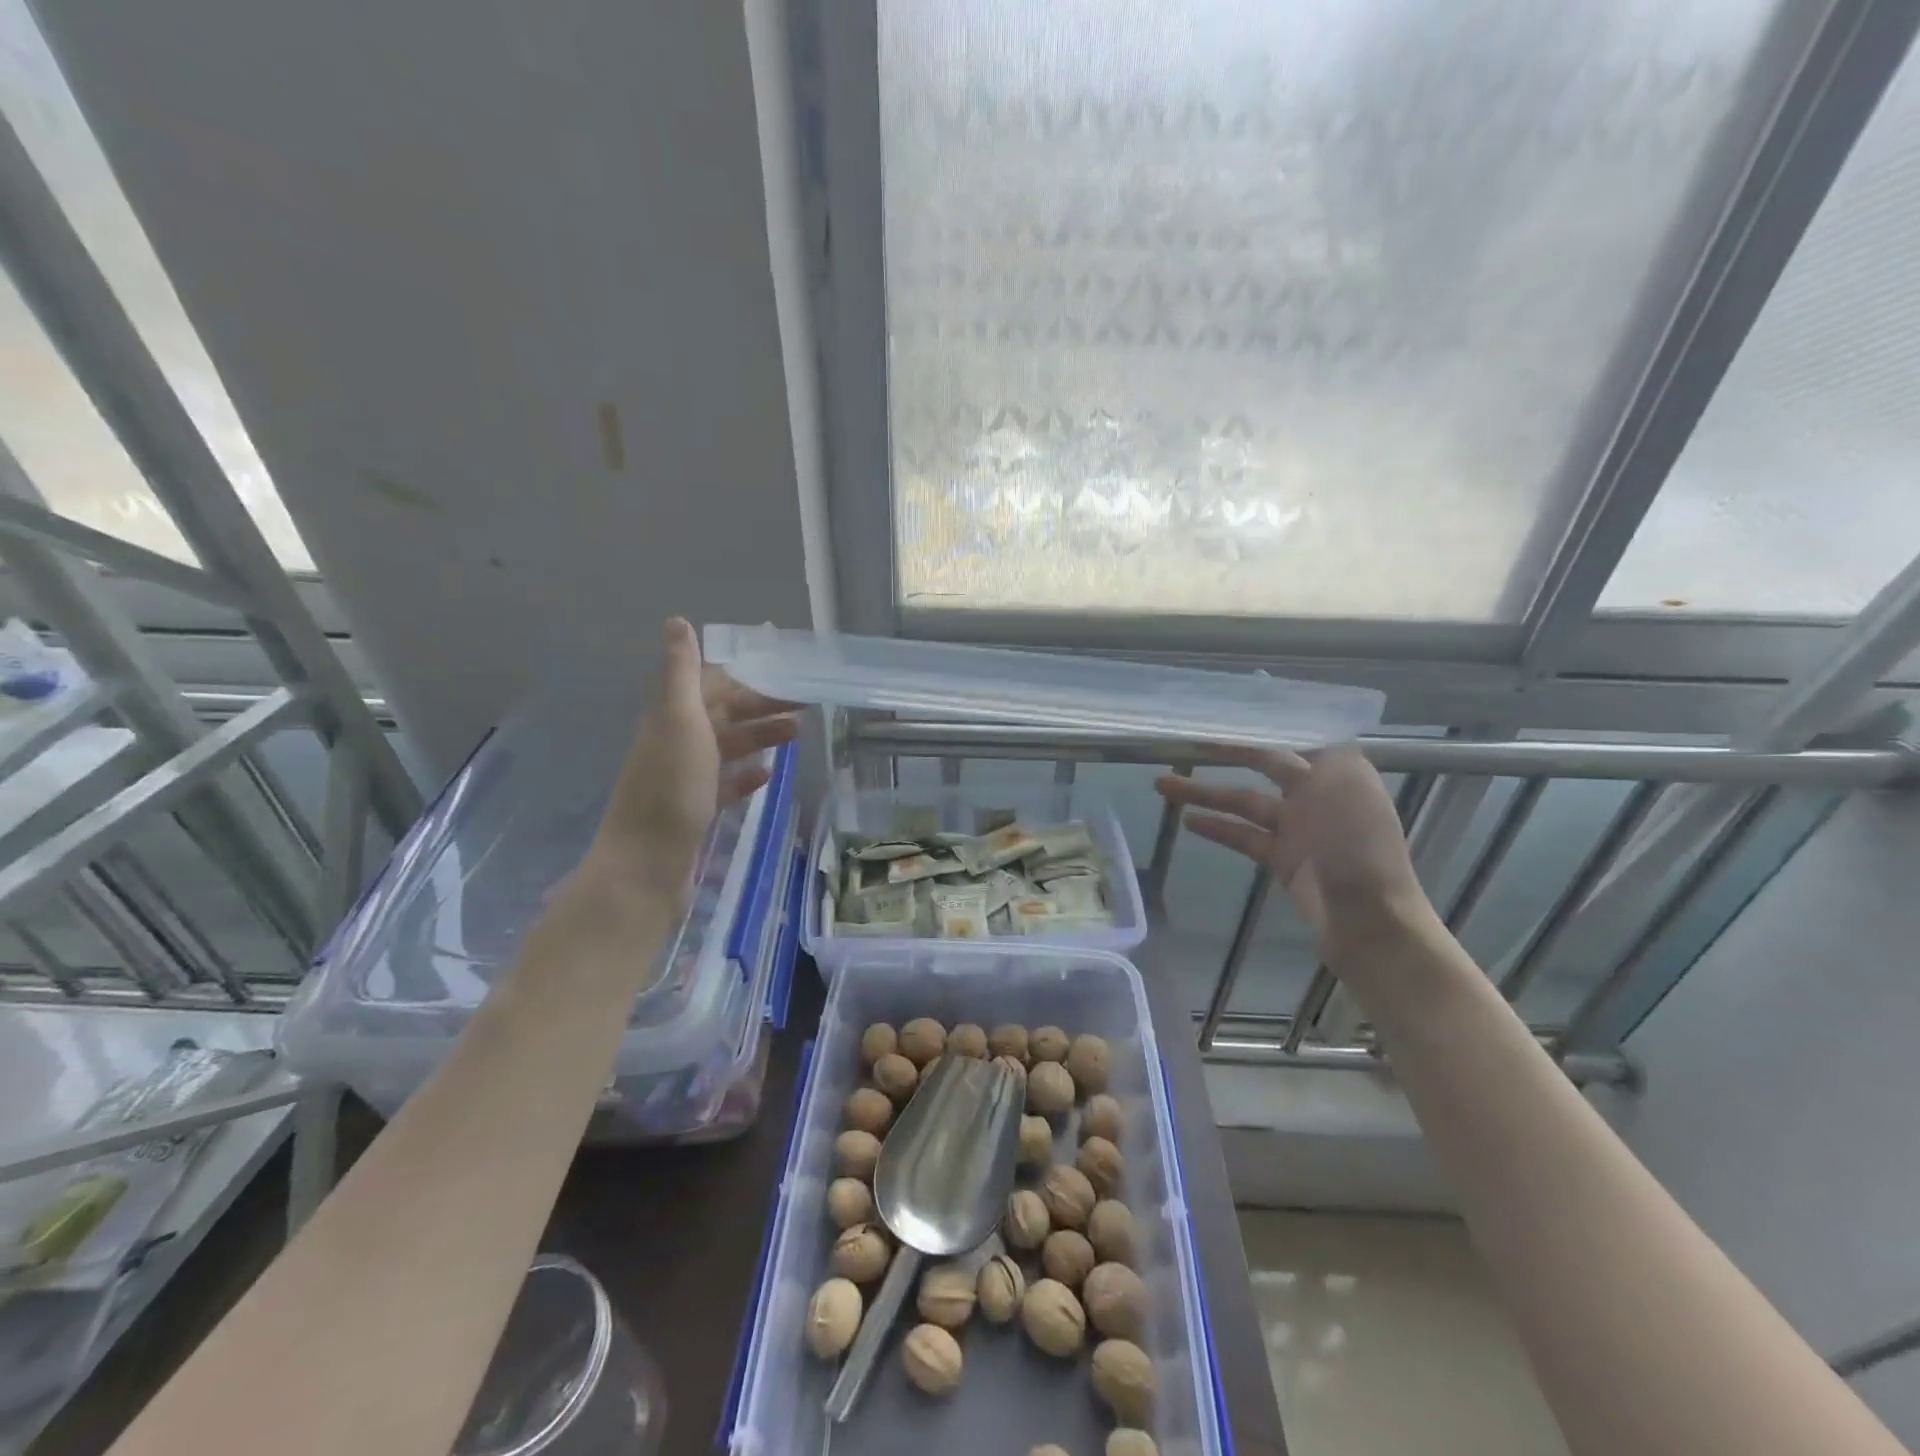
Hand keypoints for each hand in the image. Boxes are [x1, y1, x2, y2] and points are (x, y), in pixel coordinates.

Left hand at [587, 618, 801, 903]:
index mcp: (671, 718)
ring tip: (798, 736)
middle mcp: (675, 743)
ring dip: (760, 738)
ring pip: (727, 748)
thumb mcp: (678, 720)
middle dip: (761, 708)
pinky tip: (767, 777)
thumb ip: (680, 672)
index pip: (712, 686)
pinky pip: (724, 785)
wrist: (646, 865)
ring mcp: (684, 780)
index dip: (748, 679)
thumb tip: (676, 620)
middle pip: (723, 716)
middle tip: (805, 708)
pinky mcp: (694, 811)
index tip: (787, 676)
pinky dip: (746, 776)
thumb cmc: (669, 788)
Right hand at [1155, 746, 1428, 953]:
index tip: (1224, 715)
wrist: (1369, 920)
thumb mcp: (1342, 786)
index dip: (1262, 725)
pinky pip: (1244, 835)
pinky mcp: (1284, 858)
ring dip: (1206, 793)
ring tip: (1163, 784)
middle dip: (1226, 754)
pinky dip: (1217, 827)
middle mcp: (1319, 792)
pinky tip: (1187, 821)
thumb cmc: (1358, 846)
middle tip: (1188, 743)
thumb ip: (1311, 757)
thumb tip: (1286, 739)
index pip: (1295, 736)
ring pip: (1245, 801)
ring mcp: (1300, 828)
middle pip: (1265, 765)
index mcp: (1340, 770)